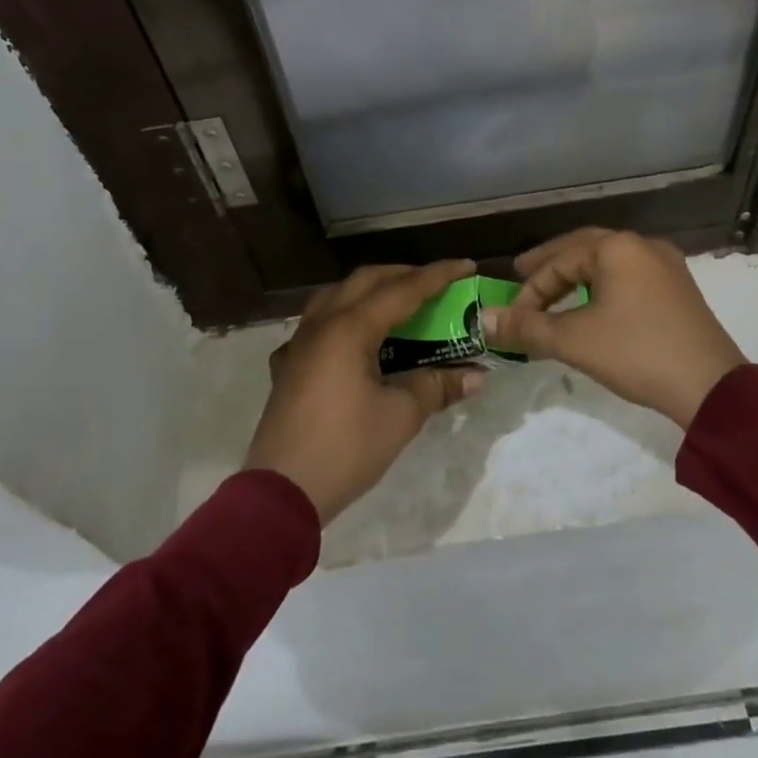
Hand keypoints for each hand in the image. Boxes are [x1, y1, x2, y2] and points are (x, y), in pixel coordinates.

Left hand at [246, 260, 483, 524]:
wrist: (281, 491)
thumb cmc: (346, 448)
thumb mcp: (400, 417)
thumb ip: (436, 387)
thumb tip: (475, 376)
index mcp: (350, 328)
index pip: (402, 290)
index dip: (438, 276)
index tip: (467, 266)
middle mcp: (321, 324)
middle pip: (365, 281)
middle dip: (402, 275)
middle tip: (435, 284)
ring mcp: (299, 343)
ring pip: (336, 296)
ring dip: (369, 291)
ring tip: (396, 303)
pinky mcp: (287, 365)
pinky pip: (316, 324)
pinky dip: (342, 318)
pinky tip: (352, 340)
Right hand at [483, 228, 744, 427]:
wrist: (711, 388)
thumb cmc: (636, 352)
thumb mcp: (574, 340)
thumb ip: (526, 327)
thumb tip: (483, 319)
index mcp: (617, 247)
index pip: (559, 260)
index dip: (530, 289)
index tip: (513, 316)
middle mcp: (642, 245)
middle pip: (584, 248)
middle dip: (550, 266)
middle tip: (521, 276)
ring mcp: (665, 265)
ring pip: (608, 262)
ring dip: (576, 276)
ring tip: (553, 294)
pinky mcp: (678, 288)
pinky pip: (629, 276)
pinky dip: (602, 286)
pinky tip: (593, 305)